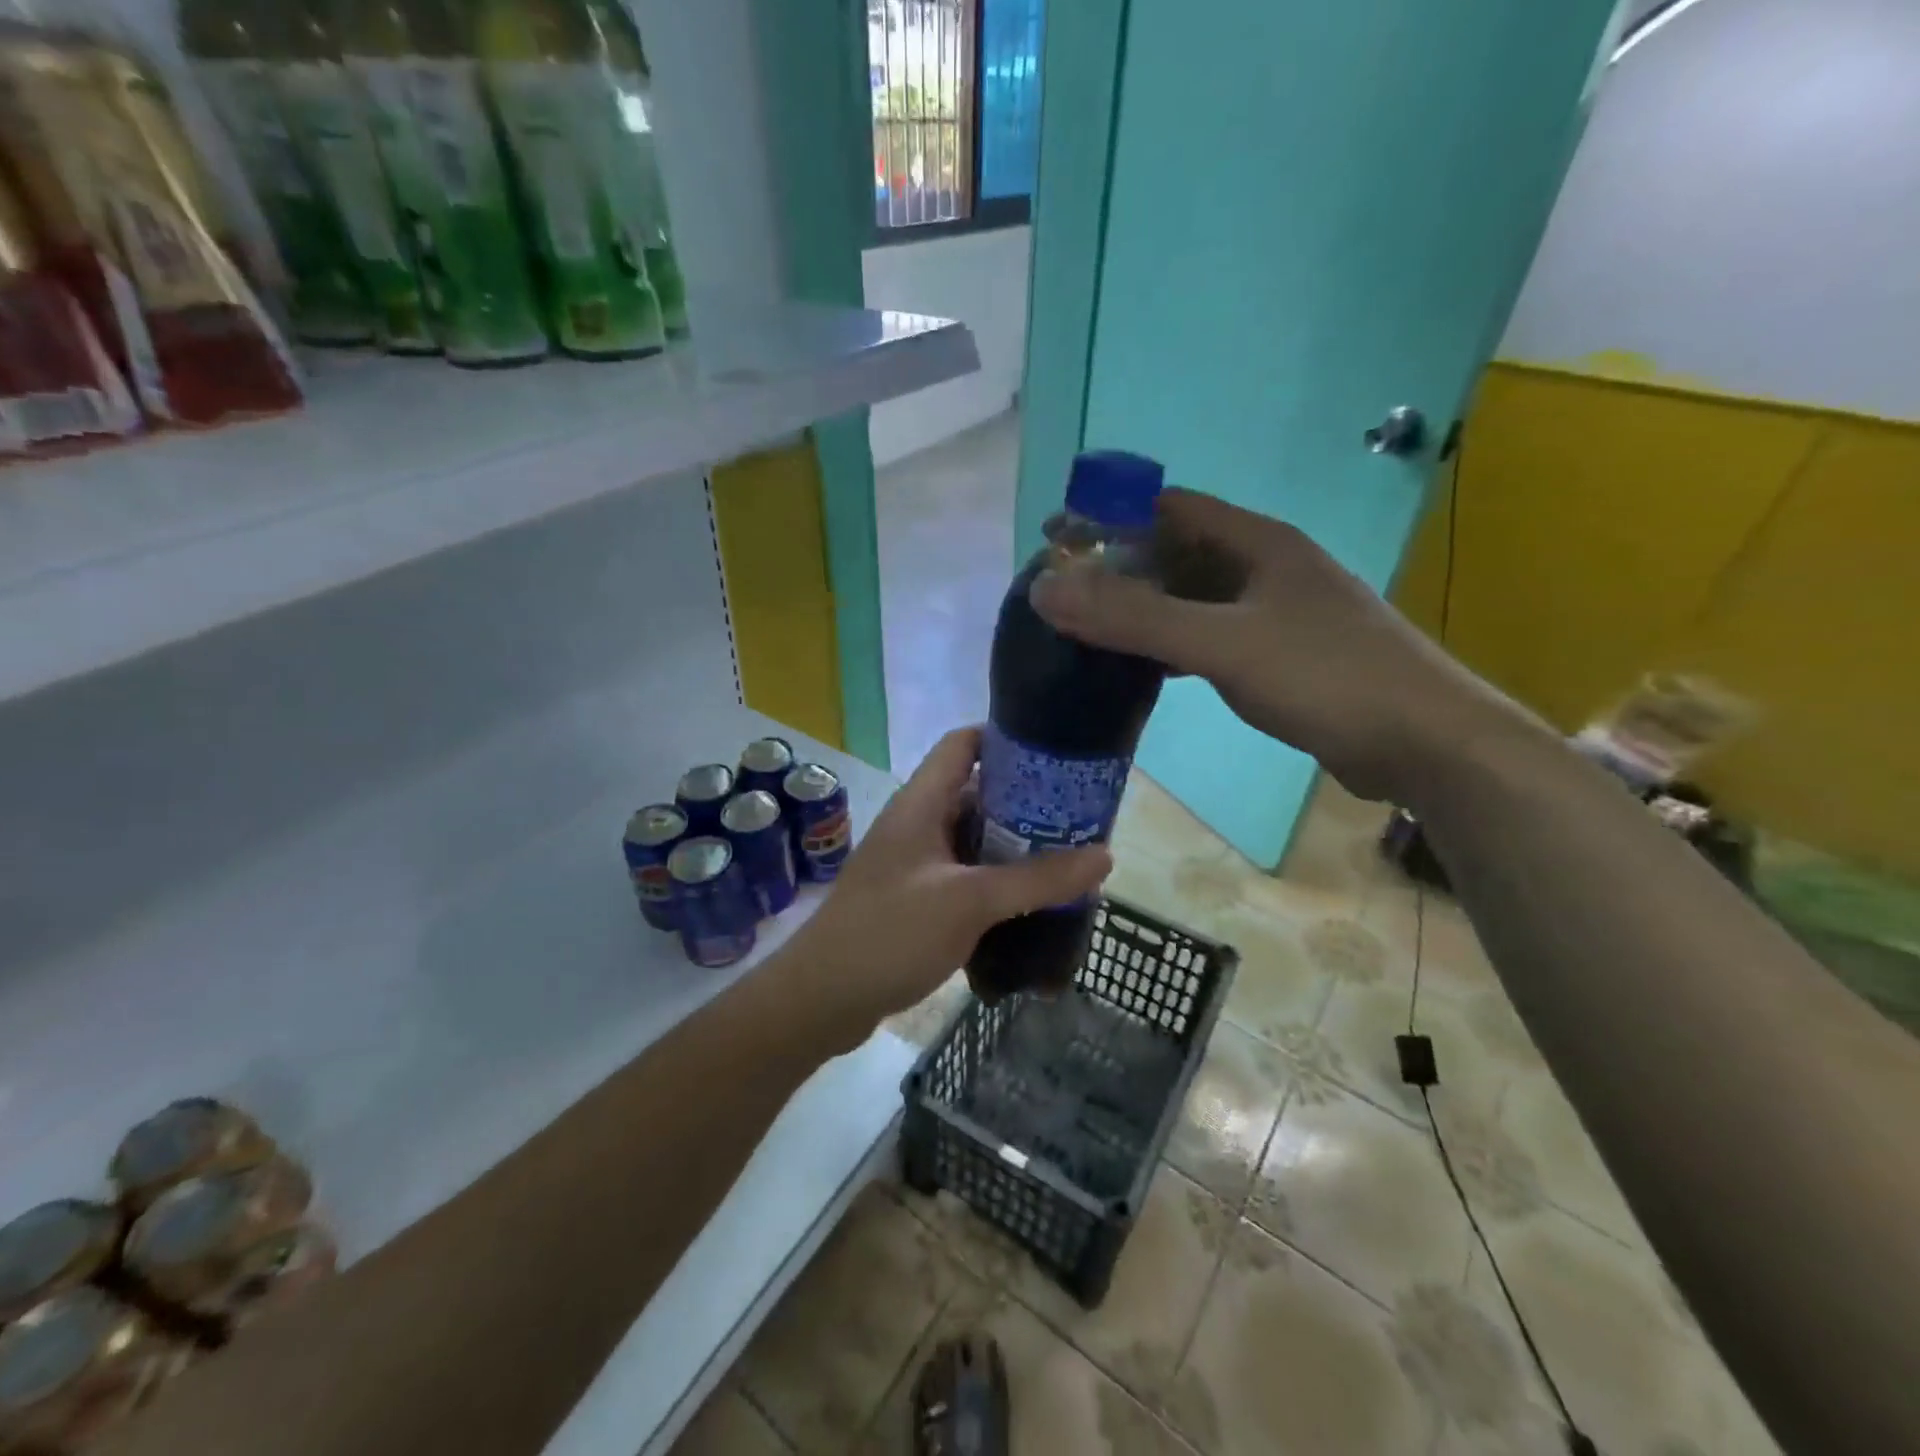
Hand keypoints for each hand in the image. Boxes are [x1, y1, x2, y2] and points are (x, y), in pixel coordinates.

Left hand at [787, 727, 1110, 1042]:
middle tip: (1077, 815)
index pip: (963, 744)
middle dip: (1026, 802)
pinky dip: (997, 883)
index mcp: (921, 803)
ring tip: (1067, 858)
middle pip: (976, 793)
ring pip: (974, 840)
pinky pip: (965, 877)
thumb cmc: (890, 934)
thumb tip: (1104, 855)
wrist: (822, 999)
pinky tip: (1031, 903)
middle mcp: (917, 824)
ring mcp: (915, 864)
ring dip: (1015, 847)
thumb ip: (1036, 879)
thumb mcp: (969, 901)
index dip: (1006, 737)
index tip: (1056, 751)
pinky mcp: (916, 900)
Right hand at [1030, 488, 1534, 806]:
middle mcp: (1265, 568)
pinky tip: (1143, 666)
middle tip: (1061, 595)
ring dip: (1144, 608)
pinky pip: (1209, 636)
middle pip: (1177, 553)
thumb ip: (1135, 617)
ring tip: (1088, 629)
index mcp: (1256, 542)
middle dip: (1119, 567)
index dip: (1110, 515)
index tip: (1055, 539)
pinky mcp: (1280, 656)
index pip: (1168, 507)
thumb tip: (1046, 589)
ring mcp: (1275, 613)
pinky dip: (1171, 645)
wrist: (1424, 742)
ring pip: (1193, 598)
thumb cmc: (1326, 677)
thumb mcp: (1222, 643)